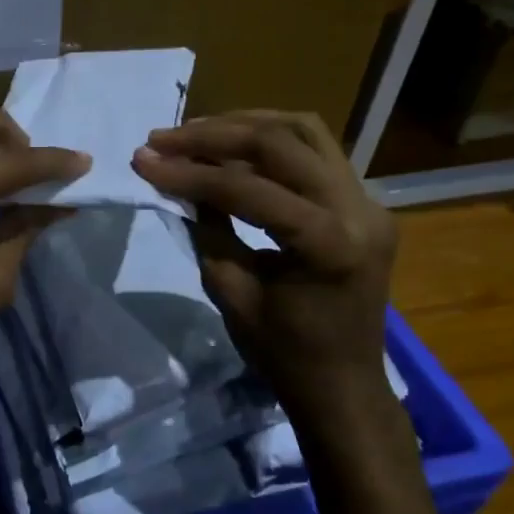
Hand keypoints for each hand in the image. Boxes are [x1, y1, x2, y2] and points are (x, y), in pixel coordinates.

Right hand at [130, 111, 395, 419]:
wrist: (344, 387)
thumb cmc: (284, 354)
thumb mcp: (232, 291)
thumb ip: (207, 227)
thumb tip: (177, 176)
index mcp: (331, 244)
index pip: (249, 189)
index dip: (189, 172)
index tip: (143, 160)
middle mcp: (361, 210)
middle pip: (281, 142)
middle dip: (213, 135)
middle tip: (162, 138)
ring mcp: (370, 201)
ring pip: (304, 131)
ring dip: (244, 125)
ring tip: (195, 132)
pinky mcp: (366, 202)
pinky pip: (316, 151)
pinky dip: (270, 141)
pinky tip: (233, 147)